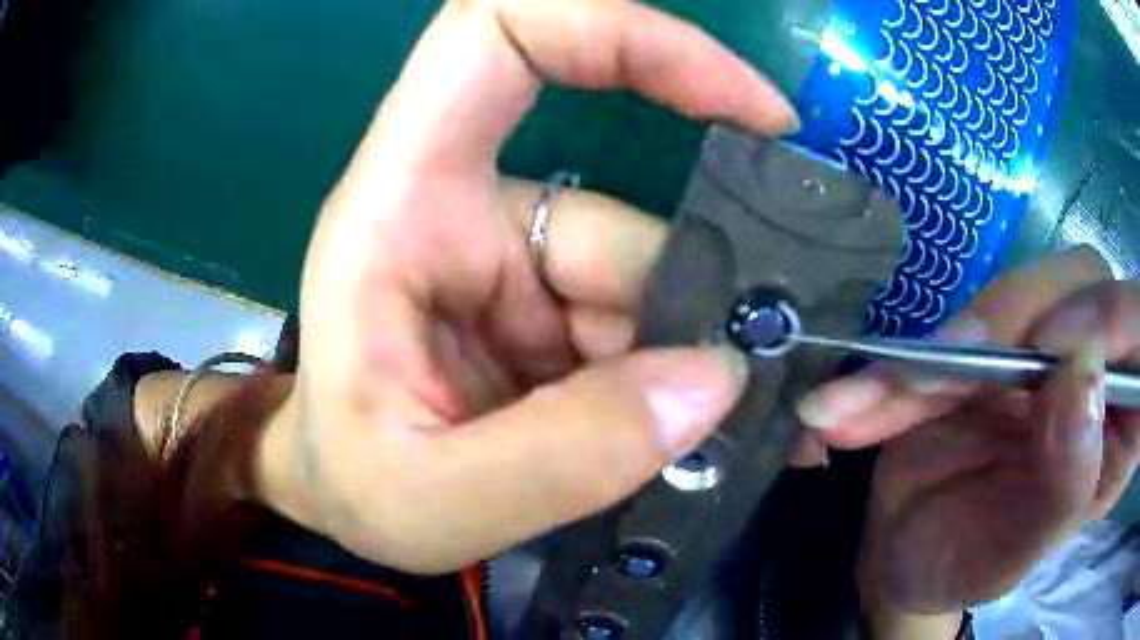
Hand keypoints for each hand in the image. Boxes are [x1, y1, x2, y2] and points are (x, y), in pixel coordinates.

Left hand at [255, 0, 798, 573]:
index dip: (628, 35)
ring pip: (651, 284)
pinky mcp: (549, 314)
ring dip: (694, 364)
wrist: (341, 503)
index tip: (747, 103)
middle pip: (624, 212)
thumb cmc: (349, 489)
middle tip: (763, 387)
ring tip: (737, 437)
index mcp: (403, 204)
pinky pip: (647, 329)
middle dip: (699, 307)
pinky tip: (709, 438)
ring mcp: (518, 263)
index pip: (502, 34)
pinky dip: (684, 382)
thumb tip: (714, 380)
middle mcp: (467, 211)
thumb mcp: (432, 499)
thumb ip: (563, 456)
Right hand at [799, 248, 1139, 612]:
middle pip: (1086, 286)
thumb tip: (1081, 378)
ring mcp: (1041, 344)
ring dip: (951, 343)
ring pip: (1020, 296)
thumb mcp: (1024, 550)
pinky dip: (904, 363)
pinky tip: (853, 407)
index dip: (1118, 320)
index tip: (1059, 354)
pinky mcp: (986, 341)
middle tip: (957, 368)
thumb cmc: (978, 565)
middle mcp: (1096, 364)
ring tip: (876, 403)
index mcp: (1125, 418)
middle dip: (1022, 319)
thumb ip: (1068, 481)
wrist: (914, 555)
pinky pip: (958, 327)